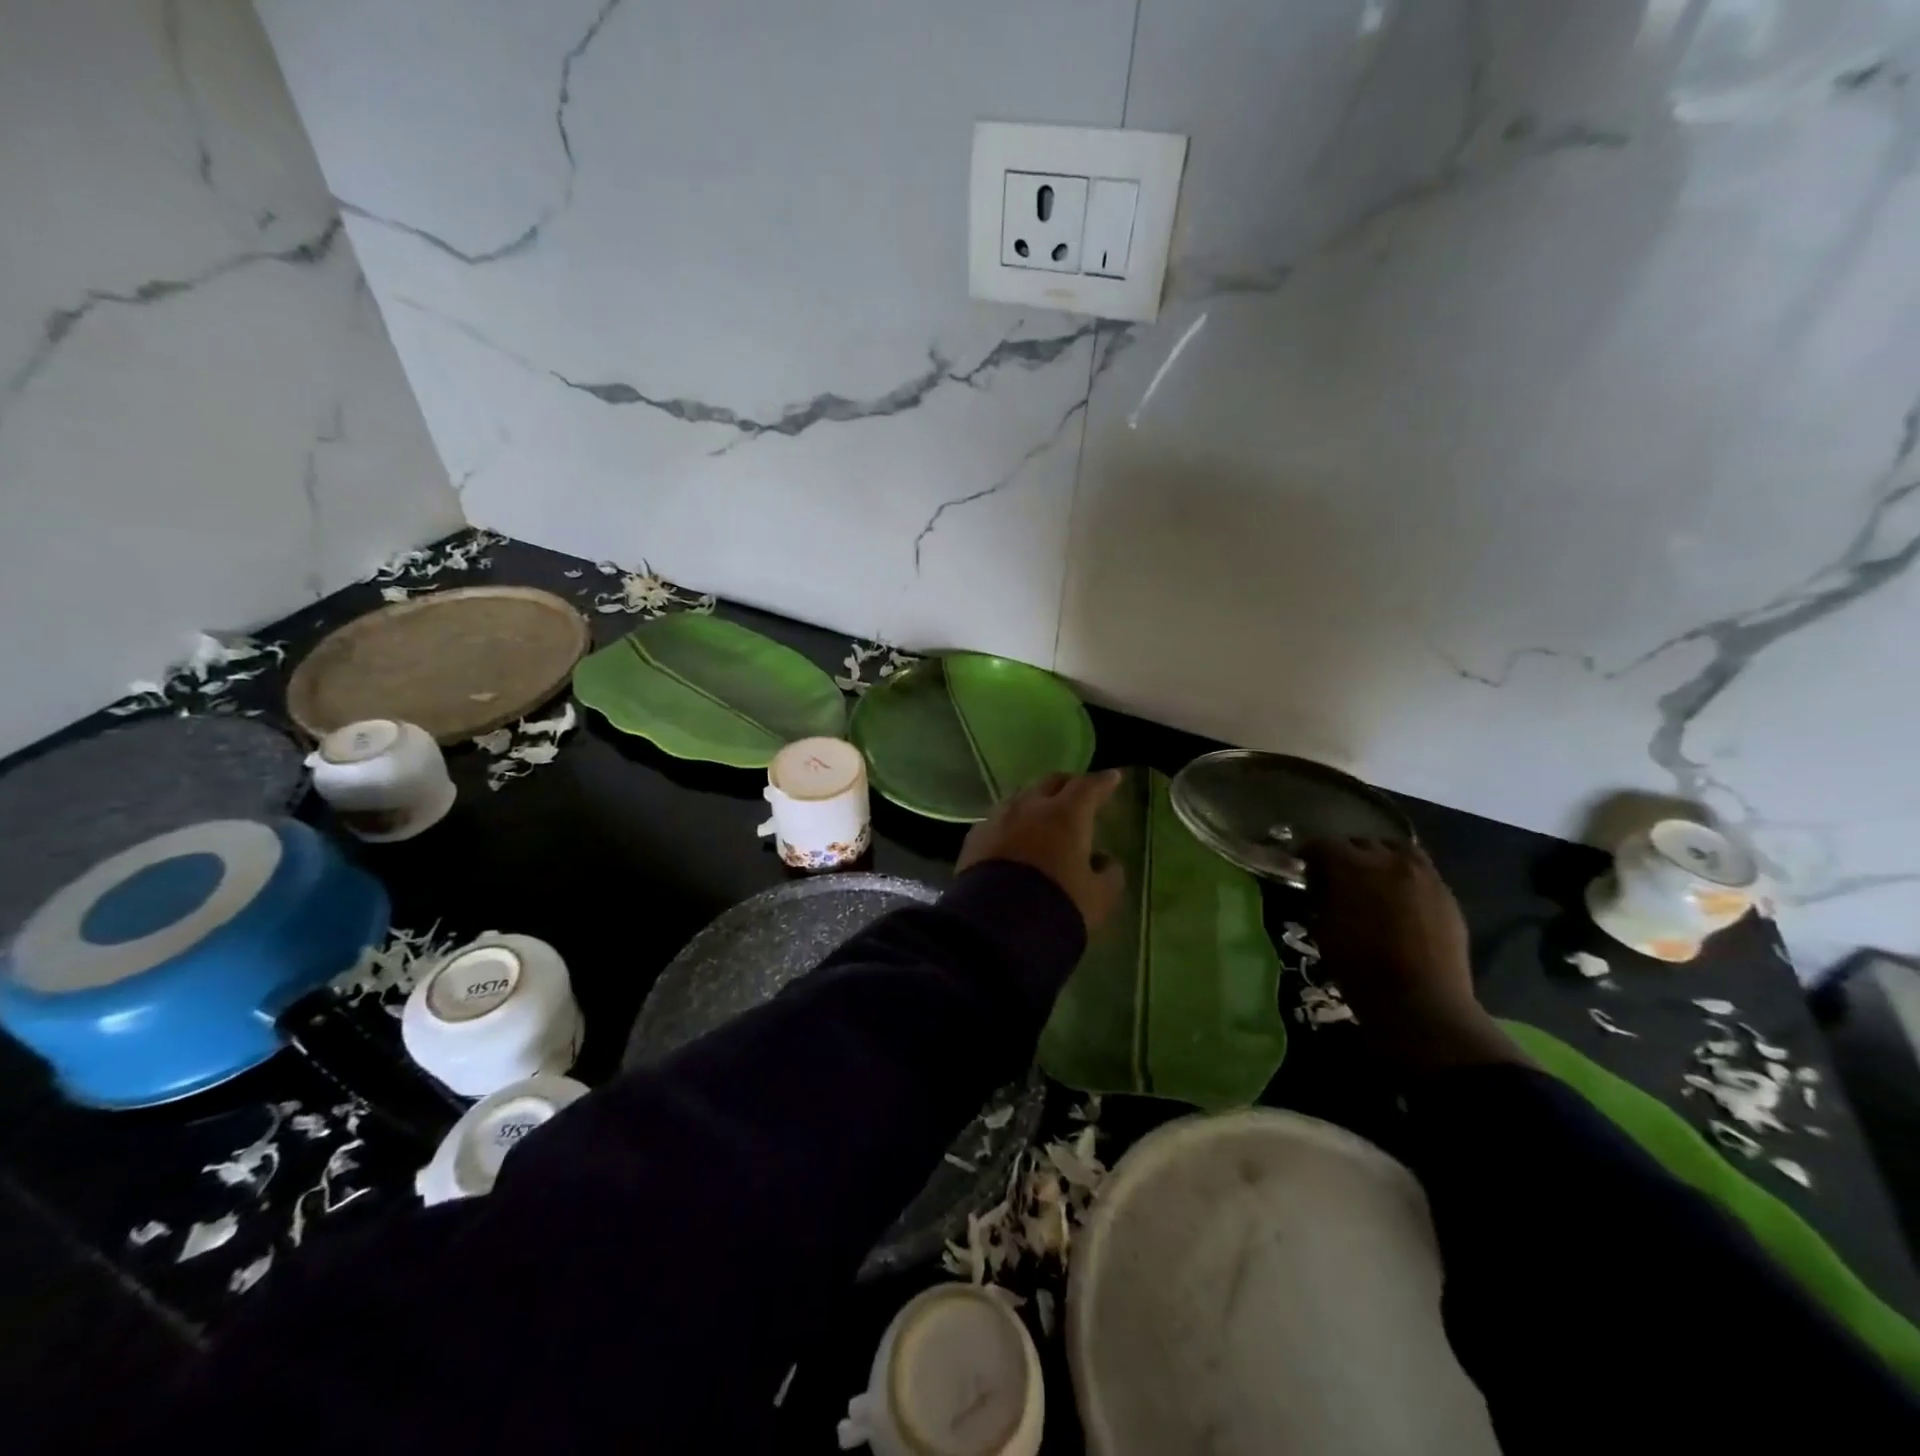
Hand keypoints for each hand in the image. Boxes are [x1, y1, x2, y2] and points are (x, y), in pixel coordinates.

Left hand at [957, 770, 1124, 931]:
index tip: (1112, 778)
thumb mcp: (1099, 898)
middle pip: (1051, 782)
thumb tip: (1106, 861)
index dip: (1103, 782)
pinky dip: (1011, 821)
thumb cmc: (1058, 906)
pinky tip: (1013, 834)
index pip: (1089, 787)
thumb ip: (1109, 875)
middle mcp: (1030, 807)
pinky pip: (997, 818)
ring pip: (1020, 796)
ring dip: (1035, 800)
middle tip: (1077, 793)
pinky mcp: (975, 836)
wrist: (998, 925)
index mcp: (1066, 815)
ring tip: (1042, 812)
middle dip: (1067, 784)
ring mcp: (998, 818)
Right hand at [1305, 838, 1525, 1072]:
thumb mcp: (1323, 930)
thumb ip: (1321, 898)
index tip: (1304, 872)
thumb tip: (1321, 887)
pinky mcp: (1446, 894)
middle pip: (1360, 843)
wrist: (1421, 1003)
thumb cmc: (1359, 968)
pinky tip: (1399, 900)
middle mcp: (1389, 859)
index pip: (1321, 845)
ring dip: (1379, 860)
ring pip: (1396, 850)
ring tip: (1372, 883)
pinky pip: (1420, 872)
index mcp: (1352, 866)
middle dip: (1345, 857)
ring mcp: (1424, 875)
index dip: (1309, 857)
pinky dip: (1404, 877)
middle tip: (1337, 880)